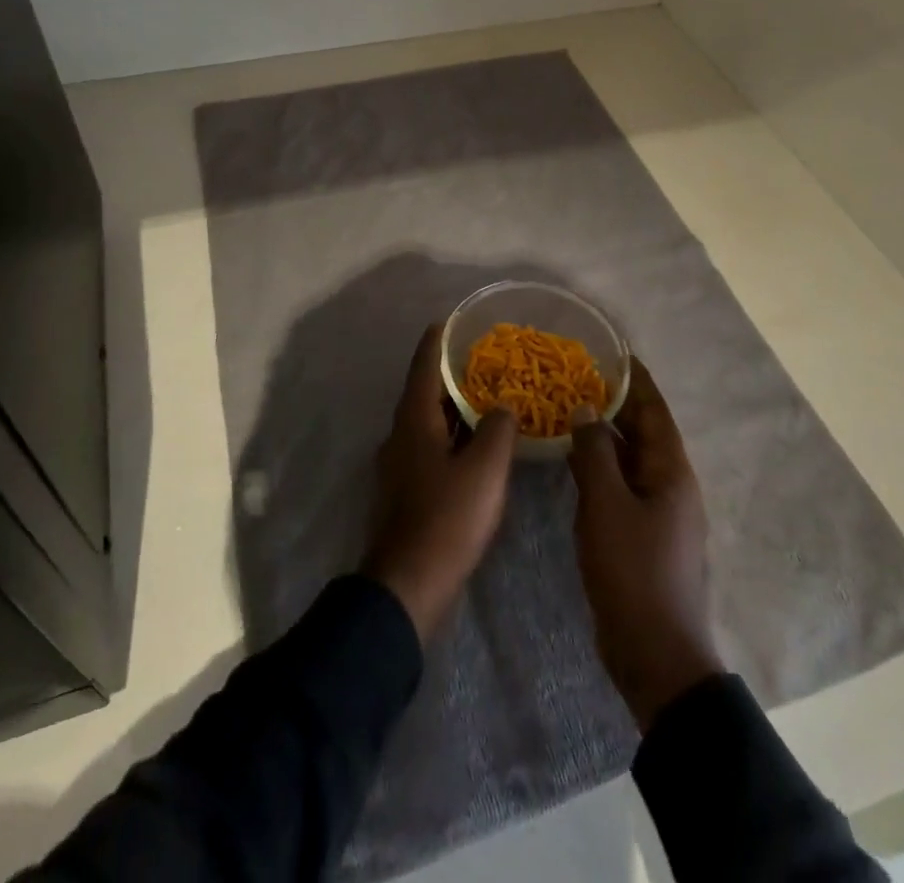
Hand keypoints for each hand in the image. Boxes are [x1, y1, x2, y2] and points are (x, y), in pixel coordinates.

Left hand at [362, 326, 517, 640]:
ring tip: (488, 396)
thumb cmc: (447, 517)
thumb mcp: (485, 469)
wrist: (409, 584)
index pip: (424, 365)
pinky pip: (432, 447)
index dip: (437, 340)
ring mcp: (401, 464)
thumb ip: (497, 429)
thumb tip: (503, 407)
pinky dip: (453, 435)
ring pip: (429, 421)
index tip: (451, 320)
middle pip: (426, 391)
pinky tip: (478, 445)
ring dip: (455, 406)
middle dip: (452, 373)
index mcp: (414, 420)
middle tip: (485, 358)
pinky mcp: (407, 490)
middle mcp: (401, 434)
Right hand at [568, 359, 722, 731]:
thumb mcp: (607, 505)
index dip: (636, 380)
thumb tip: (587, 409)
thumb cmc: (633, 571)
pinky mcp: (640, 534)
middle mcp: (669, 485)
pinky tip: (570, 459)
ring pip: (628, 459)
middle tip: (578, 375)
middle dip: (615, 402)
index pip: (654, 410)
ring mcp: (656, 512)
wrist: (653, 653)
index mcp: (671, 472)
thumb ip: (594, 453)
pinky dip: (598, 466)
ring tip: (568, 407)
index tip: (613, 351)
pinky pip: (619, 485)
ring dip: (603, 434)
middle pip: (642, 432)